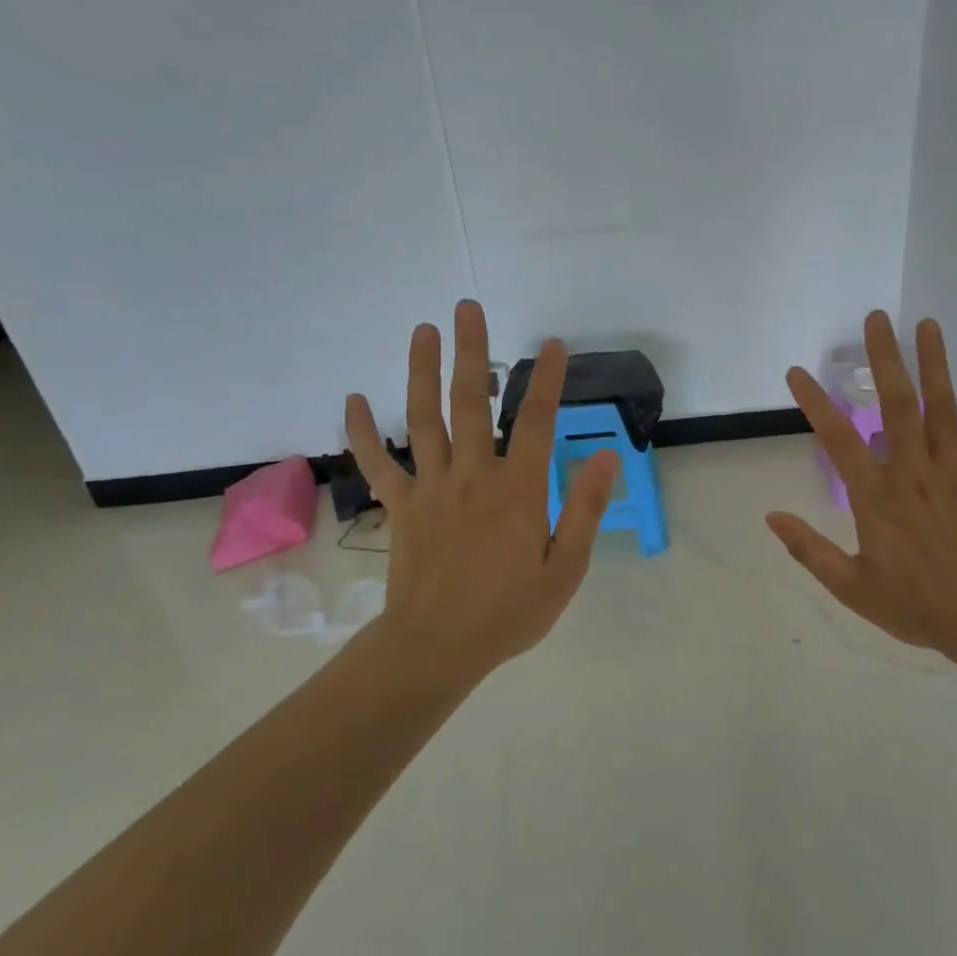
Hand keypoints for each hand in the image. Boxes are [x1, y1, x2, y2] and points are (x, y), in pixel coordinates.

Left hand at [344, 300, 617, 679]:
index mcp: (518, 490)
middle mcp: (472, 476)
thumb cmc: (510, 611)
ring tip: (423, 330)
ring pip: (423, 419)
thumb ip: (585, 509)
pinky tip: (353, 399)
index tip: (553, 344)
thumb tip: (604, 456)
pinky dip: (362, 432)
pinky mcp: (400, 507)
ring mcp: (431, 488)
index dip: (547, 379)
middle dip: (472, 352)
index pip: (535, 422)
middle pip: (471, 403)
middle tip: (467, 308)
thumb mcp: (566, 568)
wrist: (437, 647)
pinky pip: (379, 463)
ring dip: (422, 371)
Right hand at [767, 311, 956, 674]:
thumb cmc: (917, 607)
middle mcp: (913, 473)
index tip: (796, 373)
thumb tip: (772, 517)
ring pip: (942, 408)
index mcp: (876, 497)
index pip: (838, 439)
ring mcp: (953, 472)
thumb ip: (810, 551)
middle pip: (897, 405)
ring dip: (934, 363)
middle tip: (876, 319)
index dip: (816, 403)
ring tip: (927, 324)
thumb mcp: (852, 588)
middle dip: (885, 359)